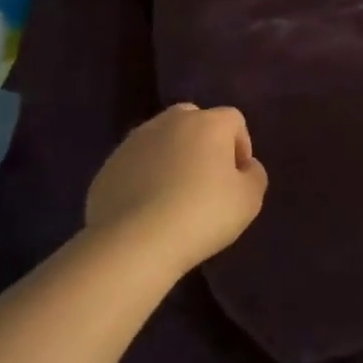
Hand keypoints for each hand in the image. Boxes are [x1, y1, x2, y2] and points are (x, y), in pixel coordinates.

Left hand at [85, 104, 268, 273]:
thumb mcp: (249, 200)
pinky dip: (144, 176)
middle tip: (206, 179)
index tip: (238, 177)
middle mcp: (171, 121)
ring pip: (161, 139)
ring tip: (173, 195)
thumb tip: (245, 167)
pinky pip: (136, 164)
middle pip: (194, 120)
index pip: (234, 120)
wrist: (134, 242)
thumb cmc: (202, 215)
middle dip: (203, 143)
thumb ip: (254, 175)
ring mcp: (134, 141)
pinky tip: (147, 208)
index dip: (241, 145)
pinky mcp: (108, 166)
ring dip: (171, 157)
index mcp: (208, 123)